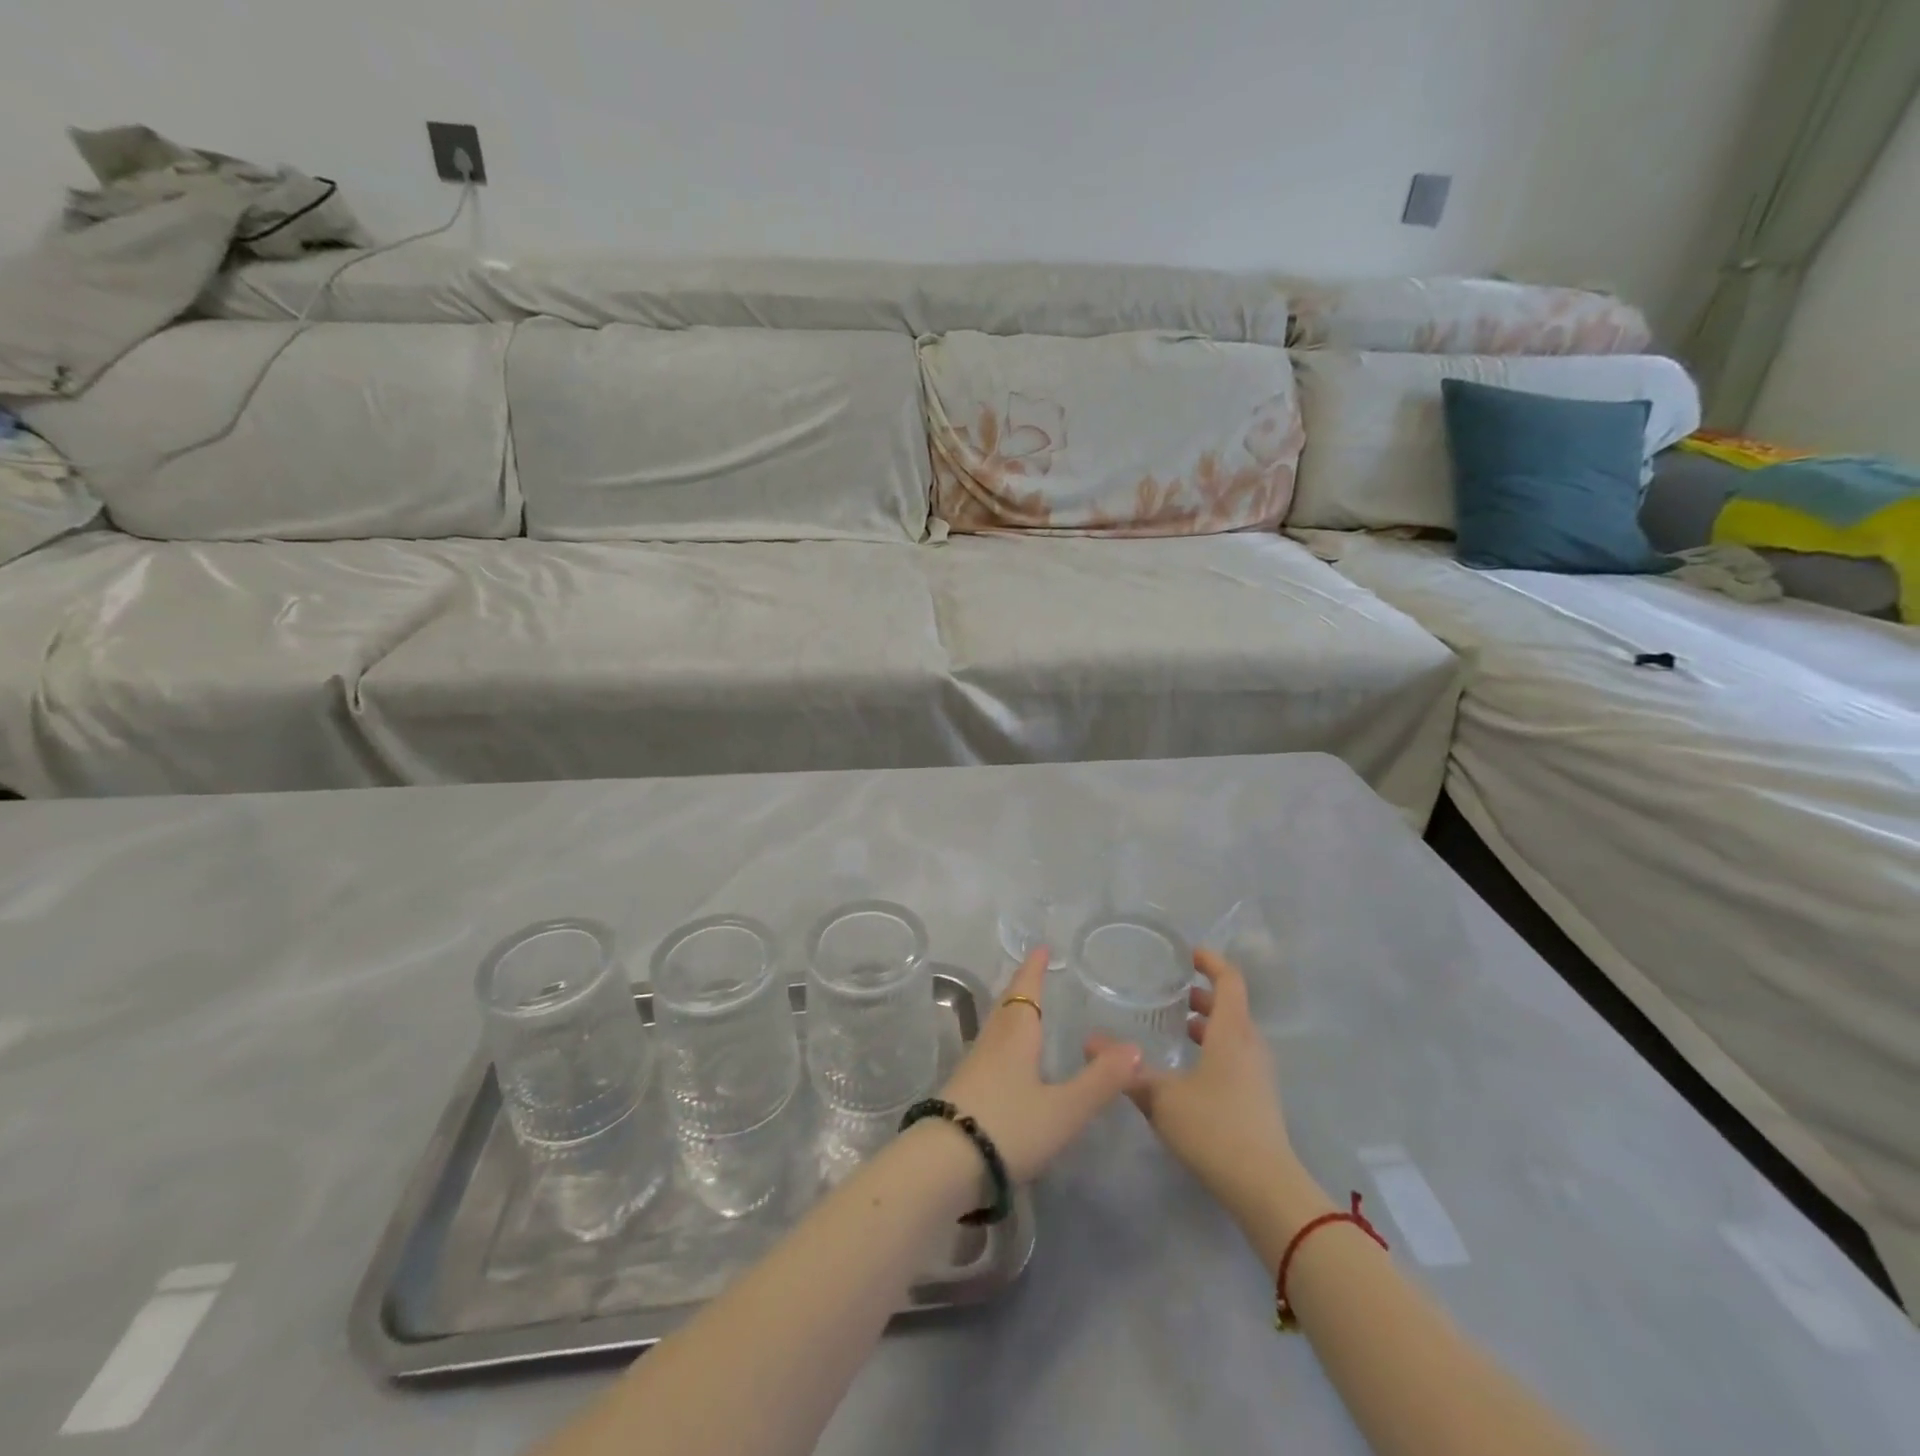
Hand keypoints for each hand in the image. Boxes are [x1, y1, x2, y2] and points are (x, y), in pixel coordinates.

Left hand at [938, 947, 1141, 1181]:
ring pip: (996, 1027)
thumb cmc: (1009, 1126)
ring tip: (1025, 1011)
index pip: (1026, 991)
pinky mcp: (964, 1091)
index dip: (1034, 969)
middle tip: (1034, 973)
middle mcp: (992, 1042)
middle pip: (1007, 1005)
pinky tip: (1008, 1061)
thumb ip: (1100, 1080)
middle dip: (1022, 988)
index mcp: (1016, 1035)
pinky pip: (989, 1051)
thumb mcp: (1064, 1108)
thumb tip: (1135, 1047)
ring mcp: (973, 1066)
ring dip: (1011, 1013)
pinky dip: (1004, 1041)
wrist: (944, 1165)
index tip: (1040, 947)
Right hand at [1090, 948, 1293, 1197]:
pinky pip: (1235, 1056)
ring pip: (1233, 1033)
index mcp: (1231, 1032)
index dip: (1210, 961)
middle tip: (1170, 991)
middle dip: (1202, 994)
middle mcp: (1250, 1045)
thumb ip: (1126, 1070)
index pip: (1229, 980)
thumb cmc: (1214, 1129)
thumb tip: (1088, 1042)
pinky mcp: (1259, 1098)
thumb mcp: (1161, 1097)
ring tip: (1175, 1026)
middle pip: (1231, 1006)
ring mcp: (1258, 1074)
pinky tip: (1187, 1069)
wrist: (1265, 1189)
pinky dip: (1213, 1048)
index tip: (1186, 953)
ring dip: (1208, 1023)